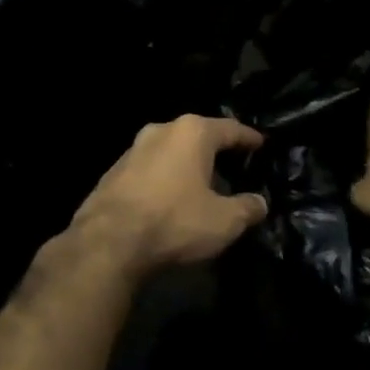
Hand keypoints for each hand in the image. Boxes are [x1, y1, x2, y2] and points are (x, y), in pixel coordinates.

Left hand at [69, 115, 267, 275]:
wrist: (108, 241)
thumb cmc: (174, 221)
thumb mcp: (223, 221)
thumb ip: (247, 208)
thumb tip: (260, 203)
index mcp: (192, 132)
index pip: (230, 128)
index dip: (249, 138)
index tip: (261, 144)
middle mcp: (162, 130)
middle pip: (198, 135)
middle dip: (216, 149)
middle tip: (235, 164)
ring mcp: (134, 148)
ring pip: (171, 150)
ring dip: (188, 163)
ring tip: (203, 181)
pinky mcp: (114, 170)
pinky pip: (151, 167)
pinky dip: (166, 176)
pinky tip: (171, 196)